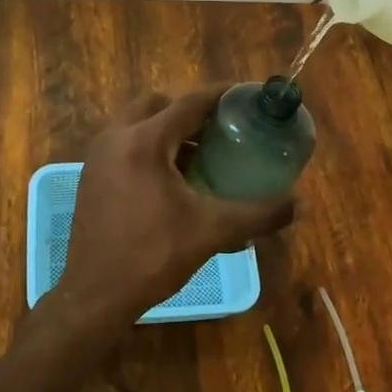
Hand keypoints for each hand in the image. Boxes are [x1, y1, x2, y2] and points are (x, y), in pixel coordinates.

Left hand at [54, 87, 295, 325]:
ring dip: (168, 128)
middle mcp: (116, 137)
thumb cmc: (153, 256)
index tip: (247, 96)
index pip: (189, 103)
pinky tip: (173, 177)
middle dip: (190, 110)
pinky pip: (125, 143)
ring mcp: (98, 155)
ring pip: (137, 122)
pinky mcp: (92, 174)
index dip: (221, 96)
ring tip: (201, 152)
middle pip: (158, 104)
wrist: (95, 295)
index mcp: (144, 141)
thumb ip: (258, 213)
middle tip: (221, 128)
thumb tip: (299, 204)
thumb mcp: (212, 232)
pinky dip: (150, 146)